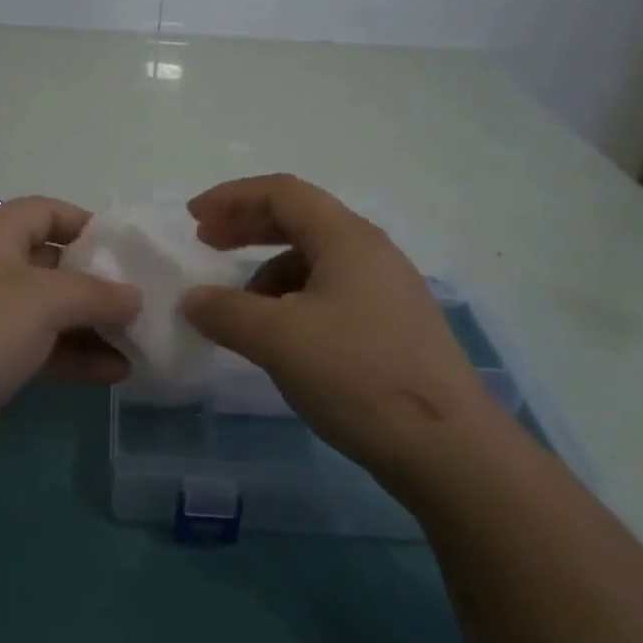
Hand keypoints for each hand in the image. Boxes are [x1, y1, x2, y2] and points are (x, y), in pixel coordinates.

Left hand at [0, 196, 140, 481]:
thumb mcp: (45, 300)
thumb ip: (97, 293)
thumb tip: (135, 296)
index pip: (45, 211)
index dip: (86, 223)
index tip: (126, 248)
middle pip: (52, 263)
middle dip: (97, 282)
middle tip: (140, 300)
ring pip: (49, 311)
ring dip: (92, 326)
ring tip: (138, 342)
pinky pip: (40, 347)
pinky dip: (74, 356)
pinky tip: (115, 373)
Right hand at [180, 175, 491, 482]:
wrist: (449, 450)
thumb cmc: (358, 376)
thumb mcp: (278, 339)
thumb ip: (226, 311)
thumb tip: (193, 299)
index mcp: (347, 238)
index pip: (282, 192)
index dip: (232, 197)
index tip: (193, 219)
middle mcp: (371, 253)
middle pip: (299, 219)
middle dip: (247, 227)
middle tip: (207, 243)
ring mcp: (387, 291)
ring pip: (314, 260)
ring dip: (268, 271)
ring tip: (240, 308)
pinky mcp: (392, 327)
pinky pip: (330, 293)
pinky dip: (292, 301)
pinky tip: (280, 337)